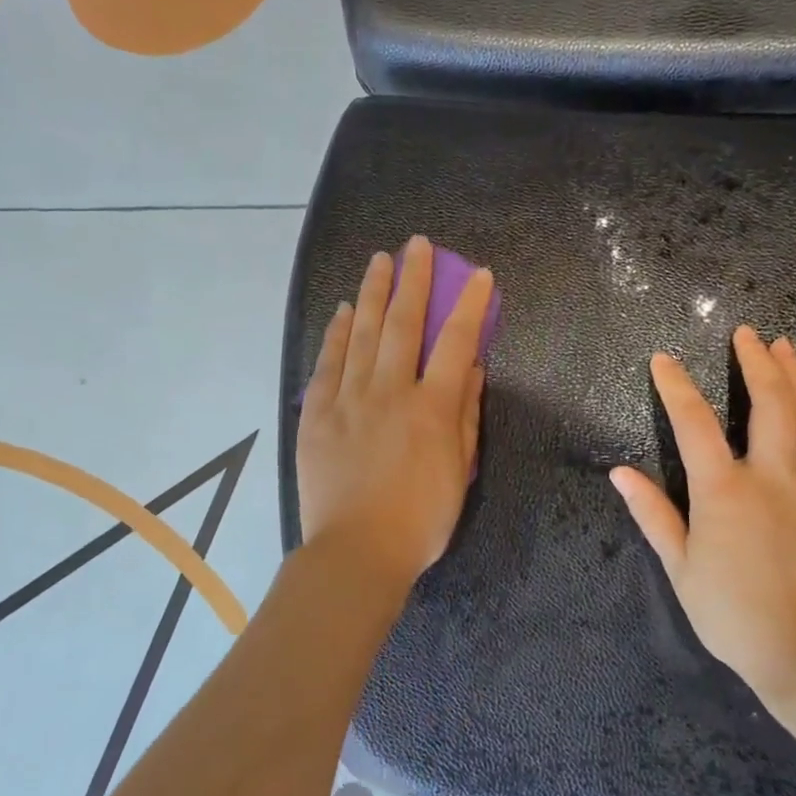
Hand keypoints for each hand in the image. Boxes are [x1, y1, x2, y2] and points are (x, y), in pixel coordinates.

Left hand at [298, 235, 492, 591]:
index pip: (456, 342)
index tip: (478, 275)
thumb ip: (465, 416)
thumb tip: (471, 369)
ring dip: (373, 293)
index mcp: (432, 407)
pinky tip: (344, 310)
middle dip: (413, 279)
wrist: (356, 551)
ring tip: (379, 260)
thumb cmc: (420, 520)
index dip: (469, 304)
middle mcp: (390, 391)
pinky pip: (327, 363)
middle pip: (403, 323)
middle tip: (415, 245)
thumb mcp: (459, 472)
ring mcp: (349, 398)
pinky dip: (336, 333)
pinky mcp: (317, 413)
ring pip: (362, 333)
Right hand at [610, 326, 795, 704]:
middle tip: (748, 334)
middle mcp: (773, 477)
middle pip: (771, 403)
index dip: (675, 386)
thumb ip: (652, 513)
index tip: (663, 360)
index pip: (695, 423)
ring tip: (788, 347)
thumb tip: (619, 473)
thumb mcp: (680, 567)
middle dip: (757, 361)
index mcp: (724, 492)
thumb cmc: (732, 614)